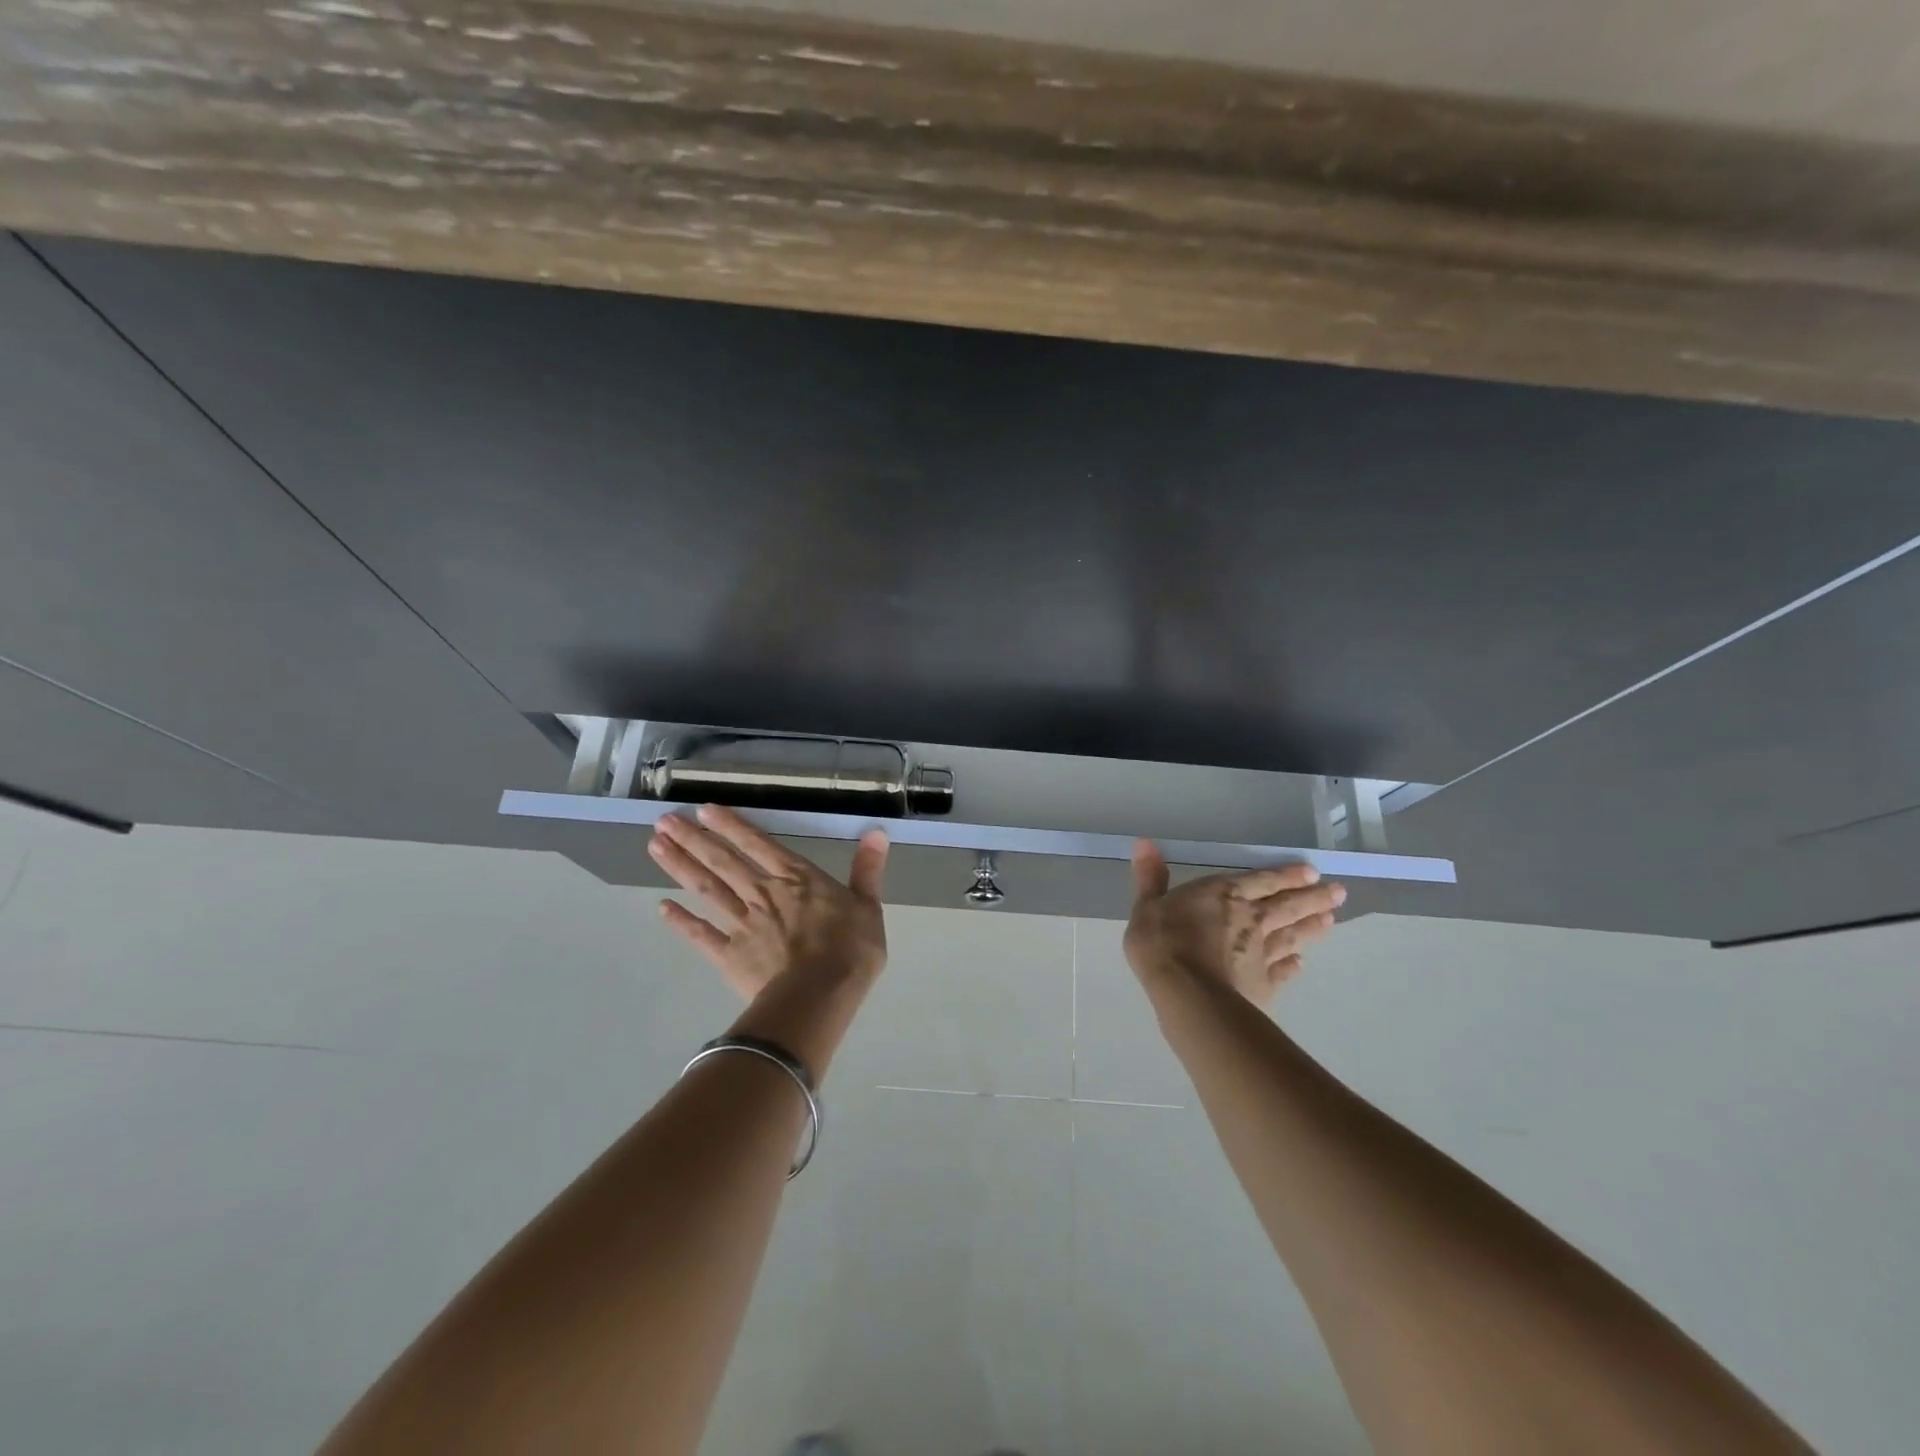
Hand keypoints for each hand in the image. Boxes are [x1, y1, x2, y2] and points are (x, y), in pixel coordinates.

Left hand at [648, 804, 889, 1001]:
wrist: (819, 997)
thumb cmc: (850, 951)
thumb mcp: (869, 907)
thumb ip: (868, 870)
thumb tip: (878, 833)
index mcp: (796, 878)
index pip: (759, 844)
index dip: (732, 825)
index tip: (703, 810)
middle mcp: (763, 893)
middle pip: (723, 861)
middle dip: (692, 839)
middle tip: (663, 821)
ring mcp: (742, 923)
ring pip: (706, 889)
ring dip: (681, 867)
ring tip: (654, 847)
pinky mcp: (729, 955)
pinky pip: (701, 935)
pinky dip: (681, 922)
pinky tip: (662, 907)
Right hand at [1123, 839, 1344, 1007]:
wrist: (1187, 994)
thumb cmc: (1162, 943)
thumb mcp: (1146, 906)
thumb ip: (1150, 877)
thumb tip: (1144, 843)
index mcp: (1223, 895)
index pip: (1262, 880)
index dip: (1286, 876)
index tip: (1311, 872)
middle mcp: (1250, 919)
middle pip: (1287, 905)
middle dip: (1313, 897)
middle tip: (1338, 892)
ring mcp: (1261, 953)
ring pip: (1292, 935)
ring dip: (1311, 927)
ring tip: (1331, 919)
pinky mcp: (1264, 984)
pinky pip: (1283, 972)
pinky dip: (1293, 967)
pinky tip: (1301, 965)